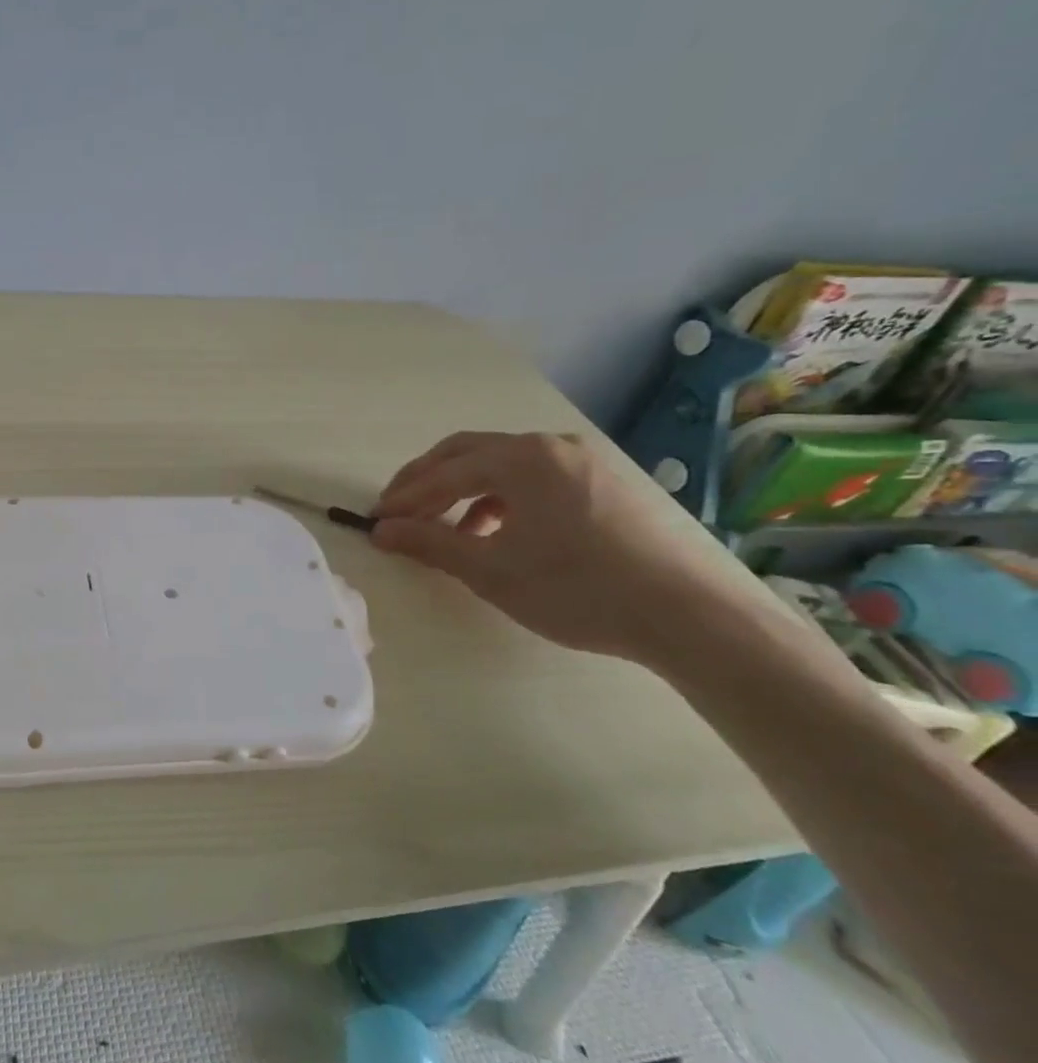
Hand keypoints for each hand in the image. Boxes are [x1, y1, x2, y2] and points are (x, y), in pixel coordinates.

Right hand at [369, 431, 755, 661]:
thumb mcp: (491, 570)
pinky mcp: (602, 483)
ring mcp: (581, 461)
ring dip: (462, 489)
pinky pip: (533, 478)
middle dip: (426, 481)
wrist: (688, 616)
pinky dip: (500, 497)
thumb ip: (430, 543)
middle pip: (467, 453)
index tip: (376, 522)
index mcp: (520, 458)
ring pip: (501, 464)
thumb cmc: (576, 589)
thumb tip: (382, 530)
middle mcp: (549, 446)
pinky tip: (497, 531)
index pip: (443, 473)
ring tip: (443, 526)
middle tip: (397, 511)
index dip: (404, 498)